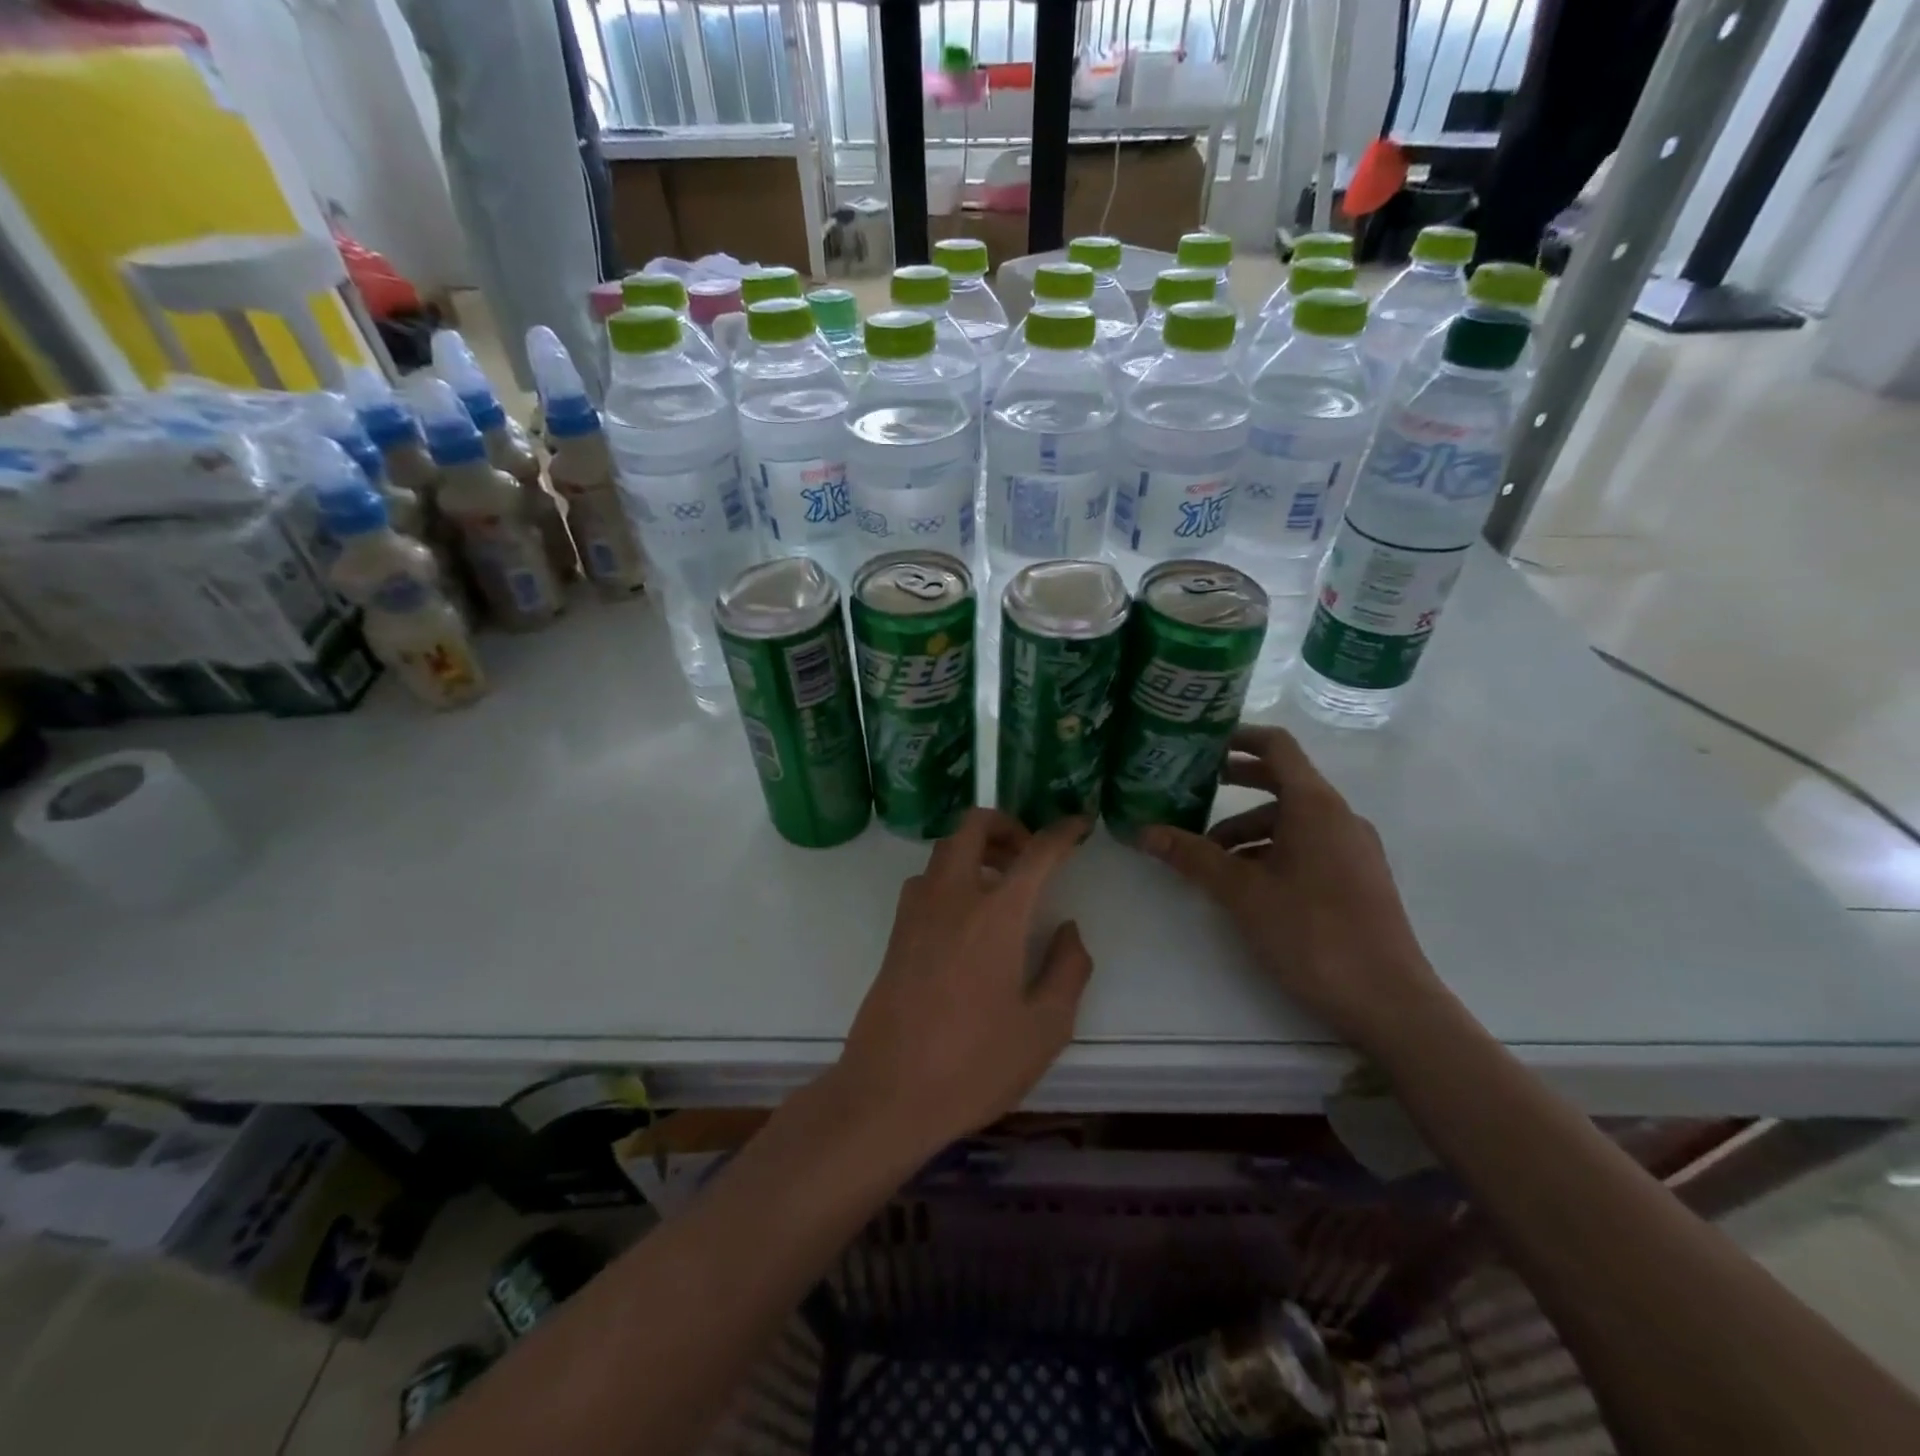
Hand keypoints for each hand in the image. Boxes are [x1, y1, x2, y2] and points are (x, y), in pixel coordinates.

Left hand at [830, 809, 1093, 1160]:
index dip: (1063, 832)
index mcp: (996, 914)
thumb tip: (1068, 929)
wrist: (888, 1095)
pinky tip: (967, 916)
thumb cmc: (975, 1065)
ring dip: (976, 849)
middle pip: (973, 826)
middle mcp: (953, 897)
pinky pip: (926, 880)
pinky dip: (952, 875)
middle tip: (1029, 853)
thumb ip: (1068, 969)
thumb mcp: (1045, 1028)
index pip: (1036, 853)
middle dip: (1006, 824)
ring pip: (945, 850)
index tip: (1080, 824)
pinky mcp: (896, 933)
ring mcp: (917, 912)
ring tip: (1002, 885)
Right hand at [1137, 725, 1447, 1054]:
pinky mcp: (1357, 878)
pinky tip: (1245, 883)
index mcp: (1316, 806)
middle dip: (1235, 785)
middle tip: (1190, 792)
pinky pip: (1308, 845)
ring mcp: (1353, 848)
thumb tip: (1142, 832)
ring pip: (1292, 820)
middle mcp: (1339, 817)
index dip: (1238, 738)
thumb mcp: (1242, 892)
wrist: (1389, 1002)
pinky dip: (1272, 850)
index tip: (1200, 745)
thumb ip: (1192, 856)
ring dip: (1248, 829)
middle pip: (1282, 782)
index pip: (1276, 747)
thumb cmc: (1312, 933)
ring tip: (1209, 857)